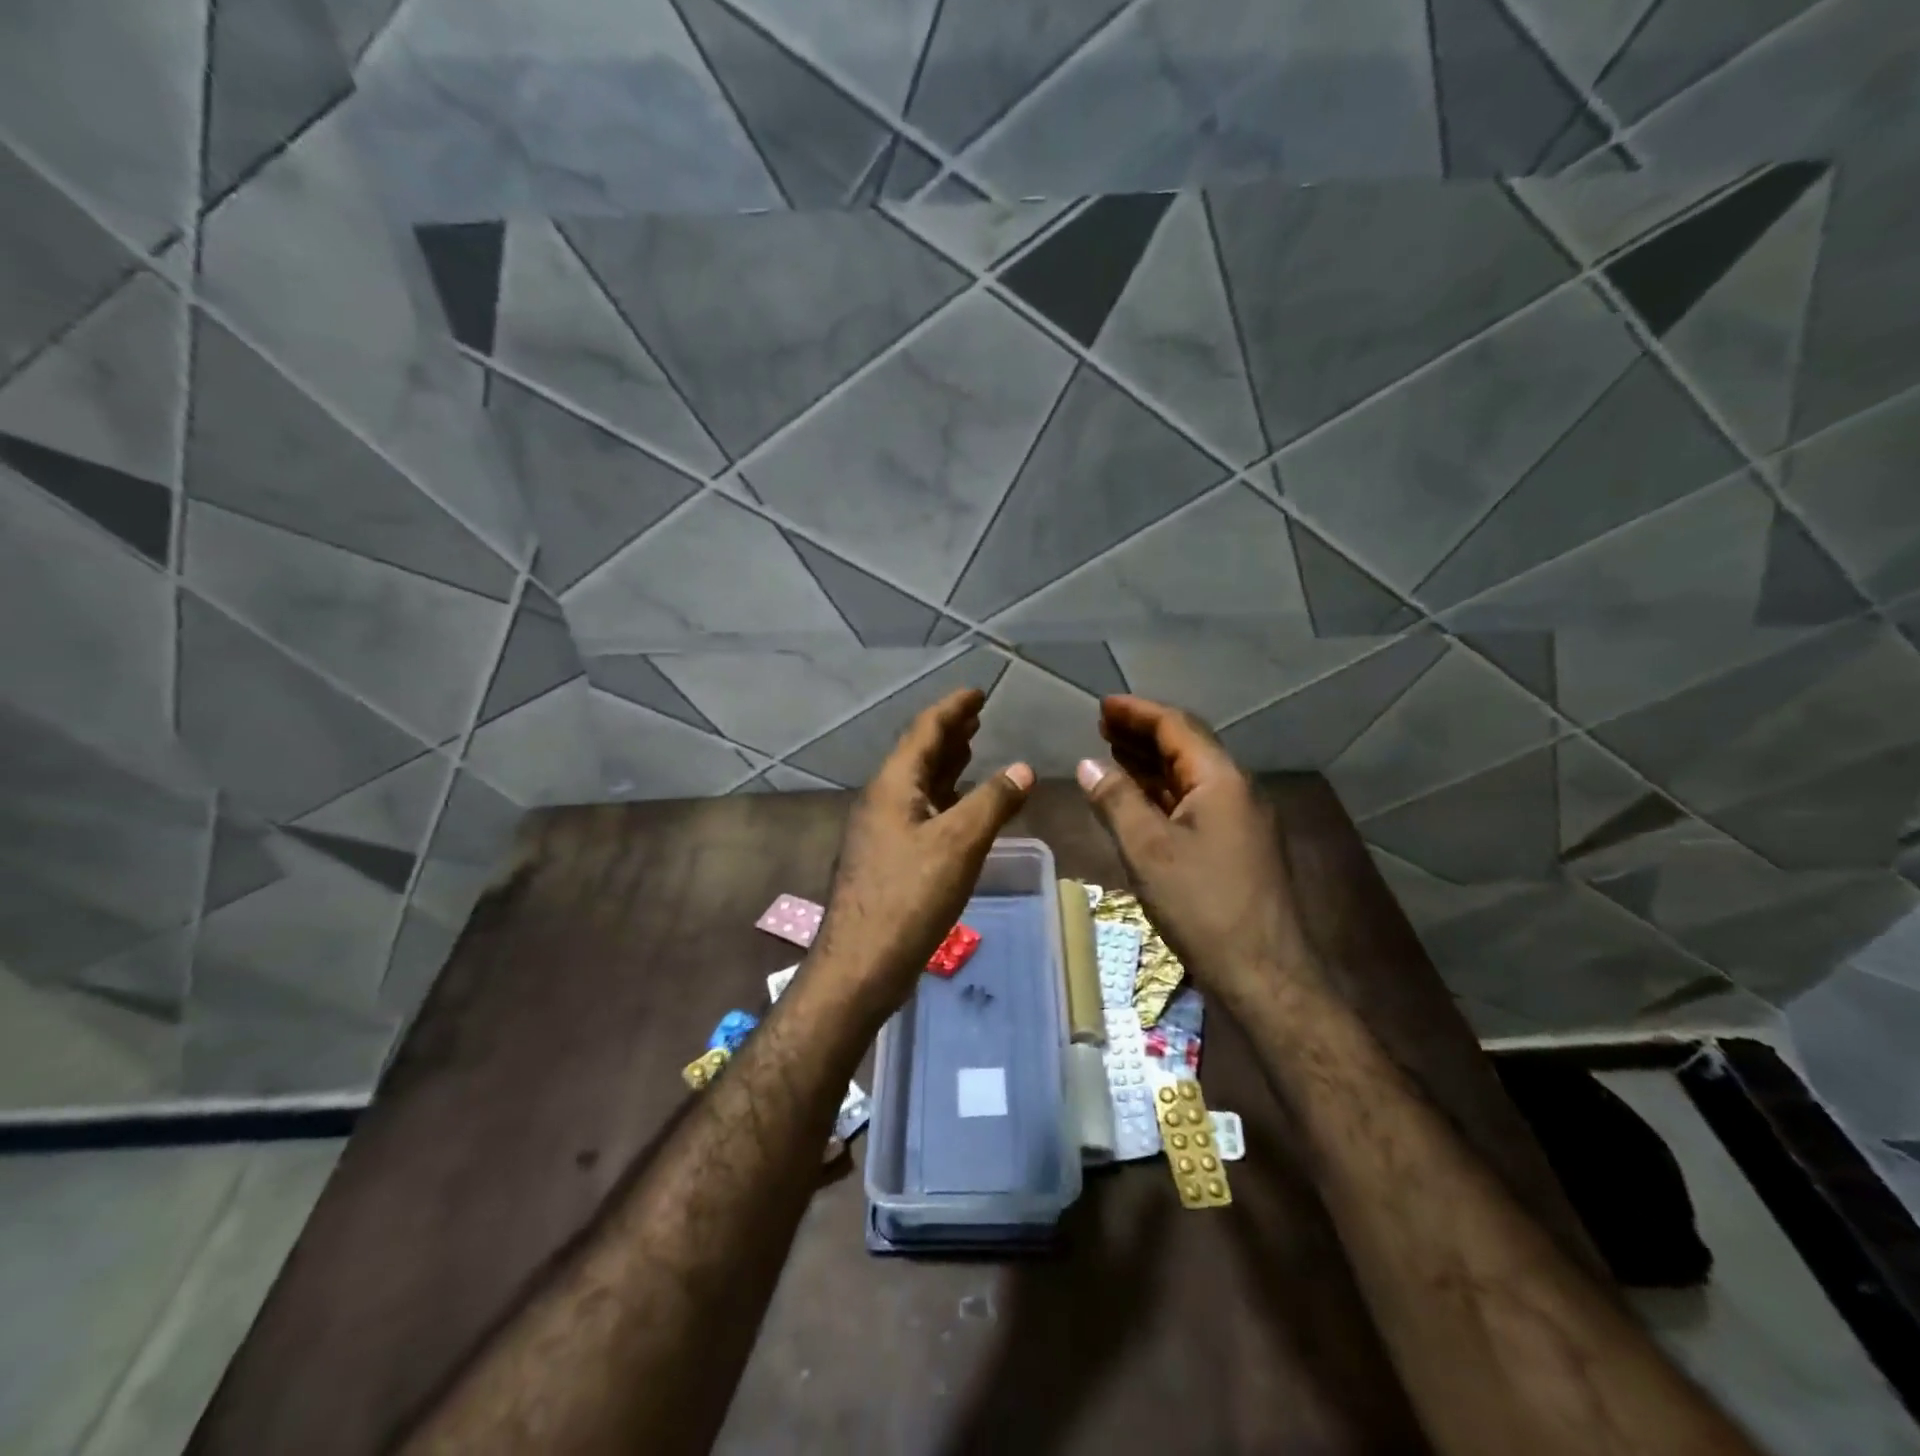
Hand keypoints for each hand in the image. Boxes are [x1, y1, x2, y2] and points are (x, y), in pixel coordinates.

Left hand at [810, 689, 1033, 1017]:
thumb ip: (993, 802)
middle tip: (978, 716)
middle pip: (919, 753)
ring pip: (919, 784)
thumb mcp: (959, 843)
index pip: (925, 730)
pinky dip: (944, 798)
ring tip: (972, 747)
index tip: (978, 692)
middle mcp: (883, 800)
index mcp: (894, 785)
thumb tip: (1023, 768)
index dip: (953, 708)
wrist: (861, 963)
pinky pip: (920, 811)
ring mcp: (882, 830)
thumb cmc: (909, 896)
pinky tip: (961, 806)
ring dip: (946, 763)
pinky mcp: (888, 858)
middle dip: (950, 732)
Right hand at [1076, 695, 1315, 1012]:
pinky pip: (1195, 802)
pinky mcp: (1236, 846)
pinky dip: (1163, 792)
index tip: (1102, 706)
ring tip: (1113, 752)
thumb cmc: (1203, 906)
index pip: (1177, 726)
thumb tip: (1088, 764)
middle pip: (1187, 746)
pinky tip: (1139, 798)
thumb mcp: (1148, 850)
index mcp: (1221, 780)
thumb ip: (1116, 800)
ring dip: (1152, 762)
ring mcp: (1240, 819)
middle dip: (1143, 733)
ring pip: (1190, 776)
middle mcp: (1237, 790)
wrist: (1263, 972)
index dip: (1137, 712)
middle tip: (1102, 726)